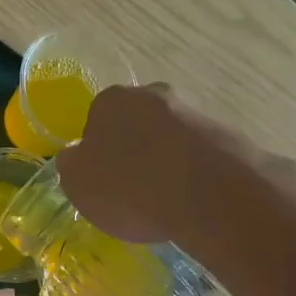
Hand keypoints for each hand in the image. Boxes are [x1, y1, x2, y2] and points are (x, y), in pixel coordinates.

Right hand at [58, 84, 295, 241]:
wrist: (206, 192)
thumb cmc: (130, 187)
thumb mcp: (79, 186)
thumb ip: (72, 167)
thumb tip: (74, 157)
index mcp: (110, 101)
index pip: (96, 122)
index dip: (98, 153)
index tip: (104, 180)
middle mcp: (151, 95)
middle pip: (135, 125)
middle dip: (133, 151)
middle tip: (133, 189)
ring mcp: (191, 111)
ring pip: (167, 138)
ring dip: (164, 161)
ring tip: (164, 200)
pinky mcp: (223, 133)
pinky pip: (196, 154)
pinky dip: (191, 172)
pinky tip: (189, 199)